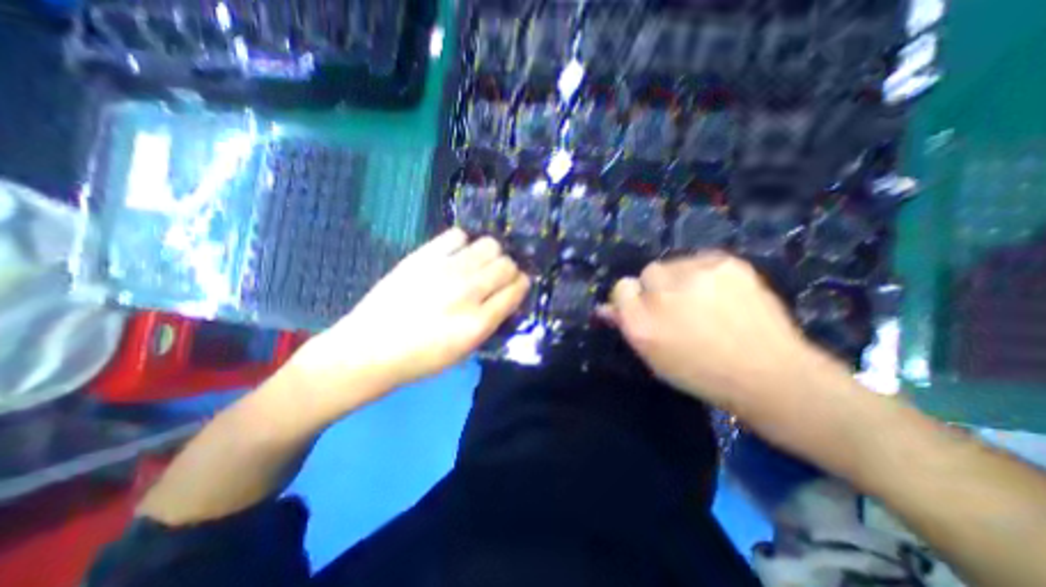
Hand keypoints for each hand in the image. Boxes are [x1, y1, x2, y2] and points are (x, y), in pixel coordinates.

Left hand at [290, 227, 526, 410]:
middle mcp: (468, 292)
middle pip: (506, 264)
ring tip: (478, 264)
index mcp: (479, 322)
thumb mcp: (465, 350)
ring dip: (490, 254)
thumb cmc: (420, 358)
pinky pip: (458, 235)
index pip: (516, 289)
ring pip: (489, 245)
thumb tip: (506, 295)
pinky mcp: (423, 256)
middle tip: (496, 277)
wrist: (370, 349)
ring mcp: (445, 270)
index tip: (516, 285)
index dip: (521, 284)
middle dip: (508, 269)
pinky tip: (455, 256)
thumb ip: (491, 320)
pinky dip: (463, 244)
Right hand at [601, 252, 839, 416]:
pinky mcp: (726, 263)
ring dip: (680, 279)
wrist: (769, 374)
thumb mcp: (653, 356)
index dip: (631, 297)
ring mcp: (695, 276)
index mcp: (641, 324)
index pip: (621, 288)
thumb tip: (605, 308)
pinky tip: (721, 294)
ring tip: (703, 301)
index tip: (646, 308)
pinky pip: (700, 260)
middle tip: (679, 307)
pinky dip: (704, 274)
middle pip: (647, 272)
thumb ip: (627, 325)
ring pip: (673, 263)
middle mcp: (662, 296)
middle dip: (657, 287)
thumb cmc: (701, 372)